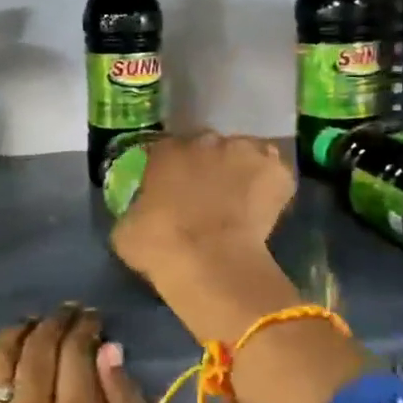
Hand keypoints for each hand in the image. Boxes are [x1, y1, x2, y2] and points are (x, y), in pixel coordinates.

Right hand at [110, 132, 295, 288]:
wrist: (211, 261)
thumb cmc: (160, 246)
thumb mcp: (126, 230)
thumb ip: (135, 210)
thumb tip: (141, 213)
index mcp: (166, 151)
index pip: (166, 151)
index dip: (171, 171)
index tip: (173, 192)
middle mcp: (205, 141)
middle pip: (208, 148)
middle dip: (208, 168)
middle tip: (208, 198)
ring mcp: (244, 151)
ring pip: (243, 156)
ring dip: (240, 172)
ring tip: (240, 205)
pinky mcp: (276, 170)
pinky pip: (274, 175)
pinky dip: (271, 188)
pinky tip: (265, 211)